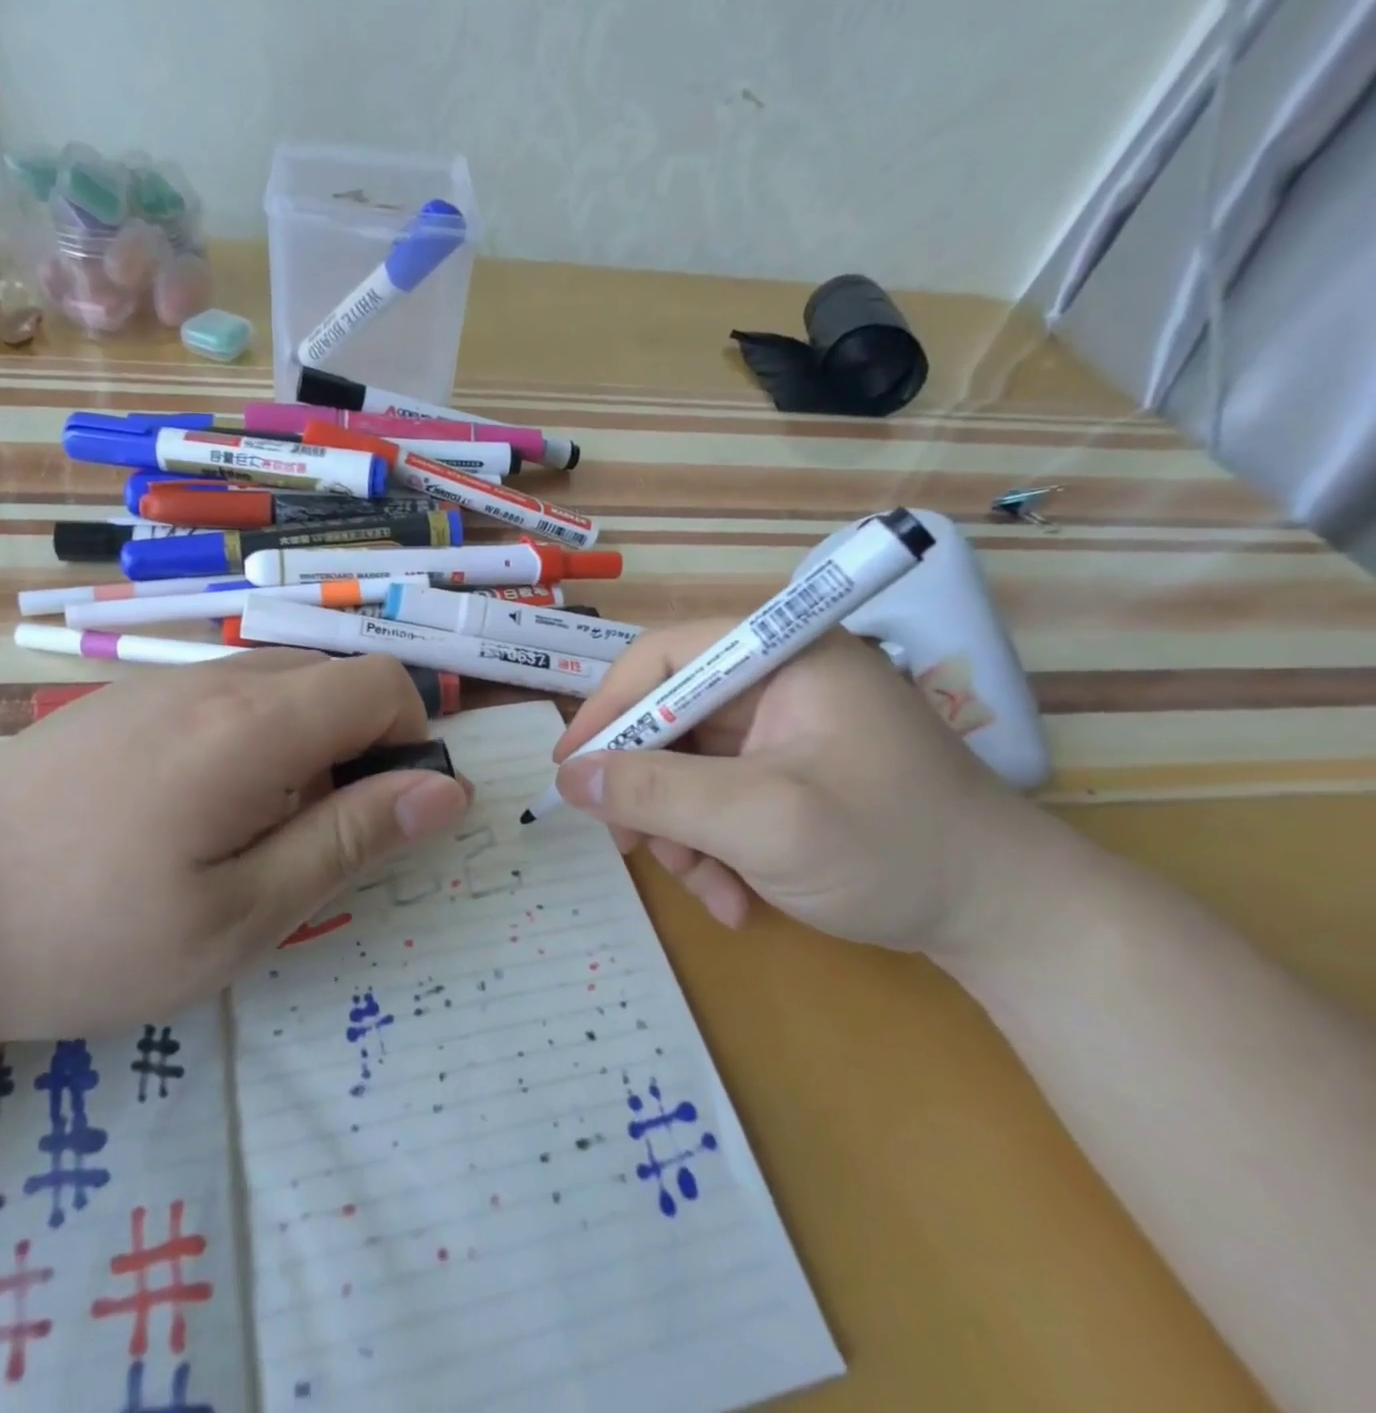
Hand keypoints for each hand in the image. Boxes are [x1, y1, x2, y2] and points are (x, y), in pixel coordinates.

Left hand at [0, 651, 471, 1049]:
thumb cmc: (83, 936)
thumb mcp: (239, 916)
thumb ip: (350, 840)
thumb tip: (447, 790)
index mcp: (251, 724)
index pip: (382, 685)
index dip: (411, 744)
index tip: (386, 819)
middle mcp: (212, 680)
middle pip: (335, 680)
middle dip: (360, 750)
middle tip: (316, 843)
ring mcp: (160, 684)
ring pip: (281, 687)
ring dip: (306, 749)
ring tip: (253, 837)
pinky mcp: (123, 702)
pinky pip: (226, 699)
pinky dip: (254, 743)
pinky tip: (193, 815)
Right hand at [551, 626, 1047, 951]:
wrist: (1008, 921)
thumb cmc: (892, 849)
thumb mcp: (762, 819)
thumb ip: (657, 791)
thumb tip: (569, 774)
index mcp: (782, 655)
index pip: (664, 657)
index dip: (608, 709)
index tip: (570, 768)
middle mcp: (778, 682)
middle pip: (669, 720)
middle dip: (650, 791)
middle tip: (635, 847)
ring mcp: (784, 731)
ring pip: (686, 768)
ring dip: (681, 832)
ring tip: (706, 887)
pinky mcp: (788, 774)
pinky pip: (717, 799)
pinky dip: (712, 847)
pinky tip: (735, 896)